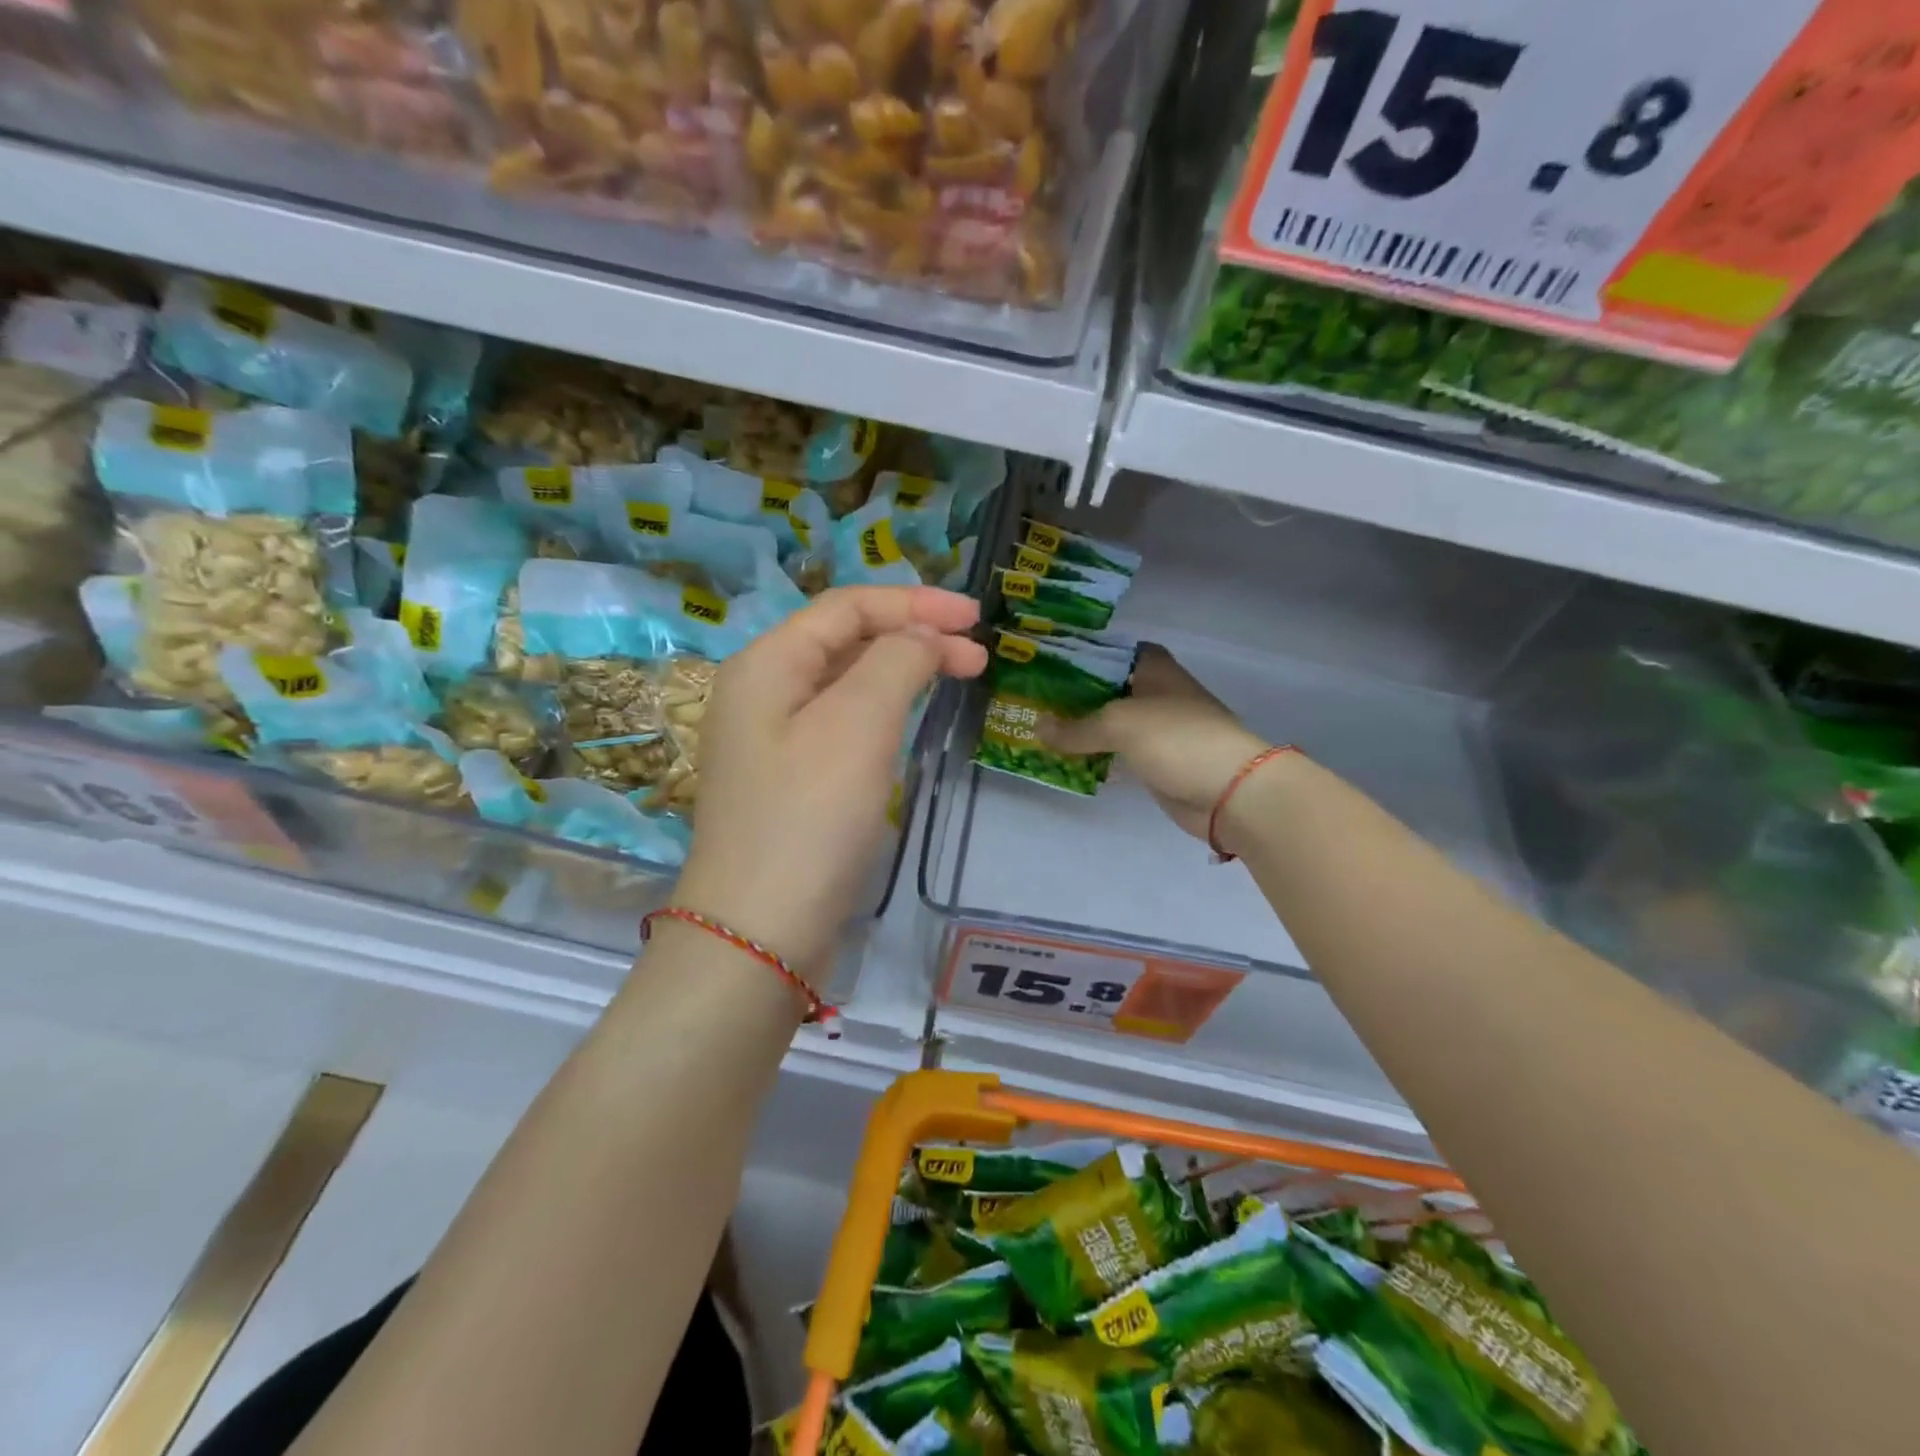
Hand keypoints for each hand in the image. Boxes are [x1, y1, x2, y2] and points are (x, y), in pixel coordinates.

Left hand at [674, 586, 986, 978]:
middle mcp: (762, 692)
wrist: (759, 932)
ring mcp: (773, 740)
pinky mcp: (791, 782)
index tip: (974, 617)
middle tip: (977, 655)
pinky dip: (883, 711)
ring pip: (846, 684)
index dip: (913, 603)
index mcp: (767, 664)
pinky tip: (909, 722)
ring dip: (900, 672)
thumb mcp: (857, 724)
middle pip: (844, 640)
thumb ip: (895, 662)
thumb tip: (923, 638)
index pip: (846, 607)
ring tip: (955, 678)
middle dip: (912, 636)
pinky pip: (842, 725)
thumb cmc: (809, 818)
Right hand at [1040, 644, 1268, 841]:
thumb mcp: (1119, 724)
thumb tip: (1036, 727)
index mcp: (1154, 669)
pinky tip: (1063, 759)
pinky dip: (1093, 755)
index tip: (1045, 662)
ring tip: (1036, 727)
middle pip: (1106, 688)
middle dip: (1072, 694)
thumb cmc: (1177, 739)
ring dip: (1080, 728)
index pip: (1112, 651)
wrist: (1229, 791)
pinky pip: (1115, 753)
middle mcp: (1155, 694)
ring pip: (1109, 723)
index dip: (1081, 654)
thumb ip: (1076, 727)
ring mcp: (1157, 730)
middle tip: (1029, 698)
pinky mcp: (1155, 762)